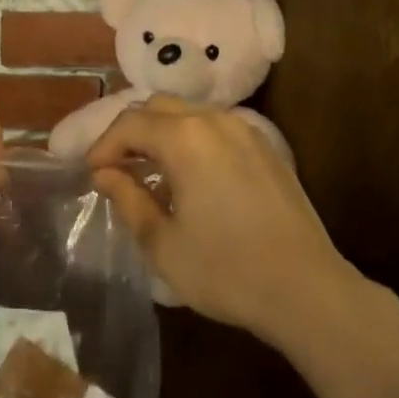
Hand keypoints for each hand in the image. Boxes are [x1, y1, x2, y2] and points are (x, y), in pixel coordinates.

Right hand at [88, 96, 356, 344]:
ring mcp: (244, 130)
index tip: (92, 175)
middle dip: (131, 133)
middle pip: (158, 108)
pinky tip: (191, 177)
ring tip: (151, 173)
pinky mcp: (265, 147)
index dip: (104, 146)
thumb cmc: (226, 270)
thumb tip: (105, 173)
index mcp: (185, 138)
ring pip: (189, 114)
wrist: (306, 289)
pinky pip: (215, 128)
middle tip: (117, 169)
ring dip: (162, 134)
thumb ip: (128, 199)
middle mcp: (214, 120)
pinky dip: (191, 140)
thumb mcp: (163, 243)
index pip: (129, 124)